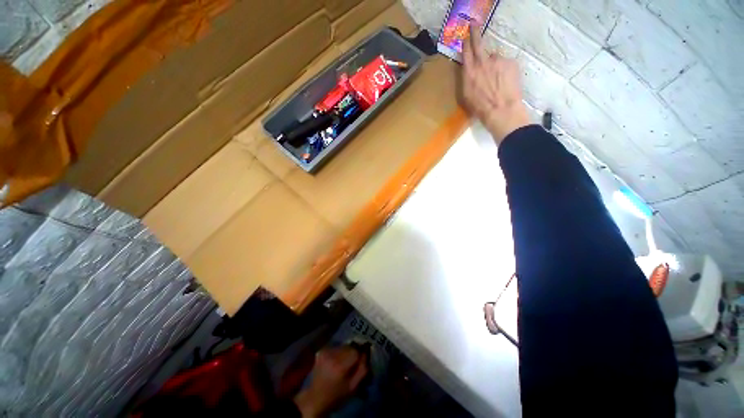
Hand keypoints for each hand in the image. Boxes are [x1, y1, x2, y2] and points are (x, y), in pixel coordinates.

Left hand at [293, 346, 368, 416]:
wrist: (315, 399)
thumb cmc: (336, 396)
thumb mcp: (353, 387)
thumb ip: (363, 369)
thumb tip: (367, 353)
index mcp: (340, 366)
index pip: (356, 351)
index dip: (360, 355)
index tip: (360, 361)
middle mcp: (332, 356)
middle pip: (349, 346)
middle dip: (353, 353)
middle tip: (352, 364)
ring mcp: (325, 352)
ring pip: (343, 346)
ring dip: (346, 352)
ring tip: (344, 363)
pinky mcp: (321, 351)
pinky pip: (336, 347)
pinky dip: (338, 352)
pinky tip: (335, 362)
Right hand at [462, 24, 529, 143]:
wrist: (501, 109)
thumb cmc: (480, 108)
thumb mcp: (466, 96)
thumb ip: (467, 79)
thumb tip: (470, 70)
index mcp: (469, 72)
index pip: (466, 52)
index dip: (465, 43)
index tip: (465, 35)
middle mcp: (482, 62)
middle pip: (478, 43)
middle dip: (475, 33)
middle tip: (474, 24)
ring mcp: (497, 60)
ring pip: (494, 58)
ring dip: (494, 64)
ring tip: (497, 81)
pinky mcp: (510, 62)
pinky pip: (505, 63)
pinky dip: (504, 69)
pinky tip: (505, 81)